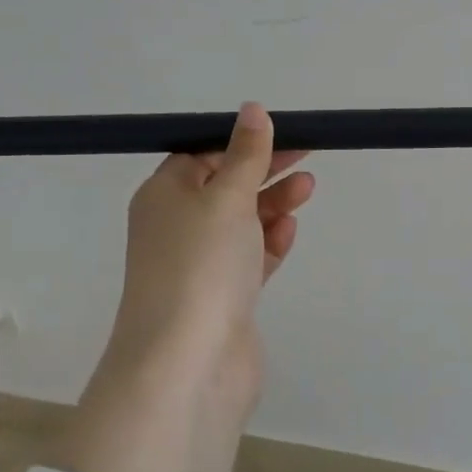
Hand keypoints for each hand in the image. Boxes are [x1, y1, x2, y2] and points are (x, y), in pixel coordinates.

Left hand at [91, 102, 313, 422]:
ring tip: (308, 188)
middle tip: (307, 154)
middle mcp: (176, 228)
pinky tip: (289, 230)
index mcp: (163, 196)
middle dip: (264, 169)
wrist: (187, 362)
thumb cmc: (201, 264)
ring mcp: (200, 266)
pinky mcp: (223, 298)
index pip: (200, 155)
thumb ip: (245, 154)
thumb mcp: (225, 196)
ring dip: (272, 204)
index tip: (281, 132)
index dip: (240, 142)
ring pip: (240, 223)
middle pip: (224, 187)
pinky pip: (249, 259)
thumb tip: (252, 110)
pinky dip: (269, 242)